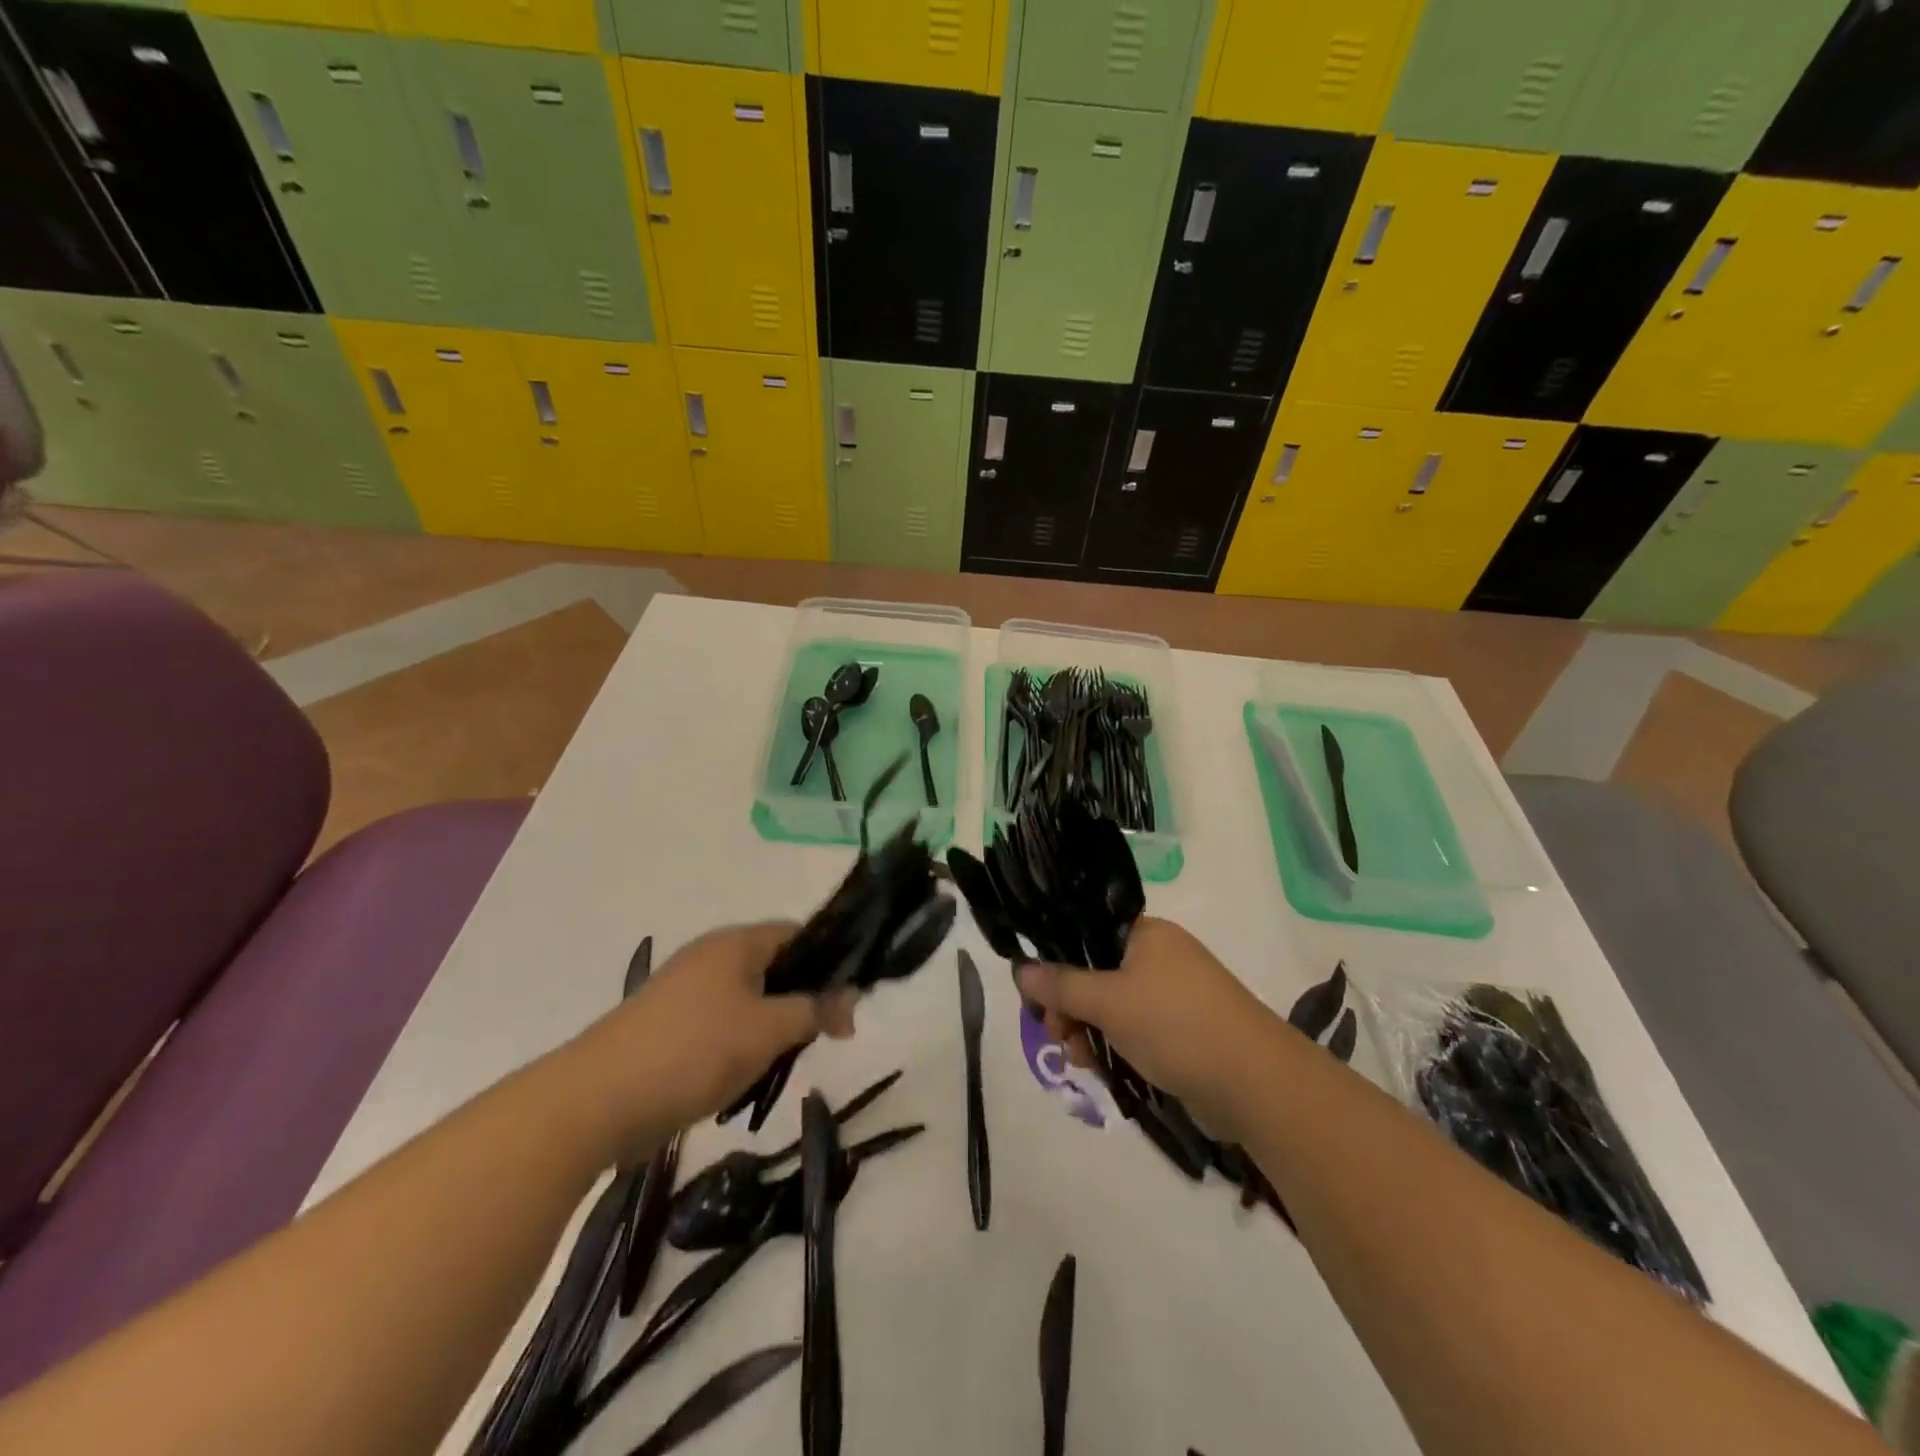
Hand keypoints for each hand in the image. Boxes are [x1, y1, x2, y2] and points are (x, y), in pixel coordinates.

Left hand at [576, 923, 857, 1152]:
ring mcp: (685, 992)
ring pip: (749, 1000)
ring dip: (771, 1028)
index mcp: (735, 943)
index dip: (830, 960)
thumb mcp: (768, 1030)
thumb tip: (852, 999)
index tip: (850, 1000)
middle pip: (774, 967)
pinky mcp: (668, 1027)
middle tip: (822, 1037)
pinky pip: (721, 1025)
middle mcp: (711, 957)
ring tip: (781, 1062)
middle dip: (801, 1000)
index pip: (798, 933)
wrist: (595, 1101)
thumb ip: (815, 1010)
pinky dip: (740, 1046)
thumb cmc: (694, 1051)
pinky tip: (743, 1077)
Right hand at [1016, 917, 1285, 1139]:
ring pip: (1111, 1005)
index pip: (1085, 933)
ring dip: (1088, 1031)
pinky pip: (1134, 1028)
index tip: (1038, 998)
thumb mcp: (1110, 1001)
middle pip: (1095, 972)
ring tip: (1083, 1062)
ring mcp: (1173, 994)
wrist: (1257, 1083)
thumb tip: (1020, 970)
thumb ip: (1061, 985)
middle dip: (1070, 1006)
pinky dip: (1115, 1046)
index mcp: (1145, 934)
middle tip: (1058, 1036)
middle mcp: (1158, 956)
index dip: (1056, 962)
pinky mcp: (1182, 1030)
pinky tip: (1104, 1070)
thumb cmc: (1176, 1025)